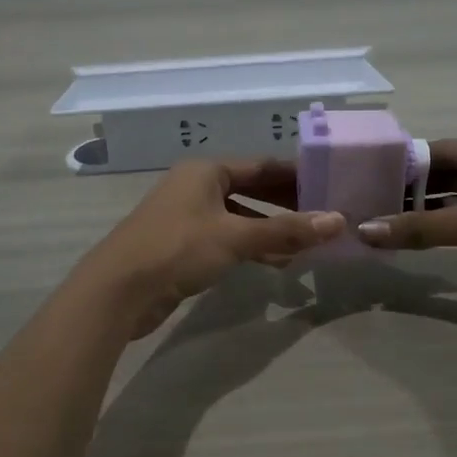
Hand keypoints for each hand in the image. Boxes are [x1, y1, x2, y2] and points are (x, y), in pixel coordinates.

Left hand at [78, 159, 344, 337]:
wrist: (118, 291)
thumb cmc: (177, 249)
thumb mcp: (236, 237)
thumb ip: (285, 230)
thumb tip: (338, 221)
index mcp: (205, 171)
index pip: (261, 166)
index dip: (295, 175)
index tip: (327, 186)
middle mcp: (195, 187)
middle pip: (250, 190)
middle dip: (285, 205)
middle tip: (322, 216)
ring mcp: (187, 218)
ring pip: (239, 218)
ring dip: (270, 230)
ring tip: (307, 245)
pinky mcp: (182, 247)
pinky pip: (226, 239)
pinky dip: (251, 248)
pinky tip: (277, 263)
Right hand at [355, 139, 456, 320]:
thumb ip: (421, 227)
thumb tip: (365, 230)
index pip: (438, 150)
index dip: (402, 163)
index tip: (364, 177)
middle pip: (446, 175)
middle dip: (410, 190)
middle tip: (367, 204)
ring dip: (426, 213)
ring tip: (382, 223)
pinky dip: (446, 230)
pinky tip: (417, 242)